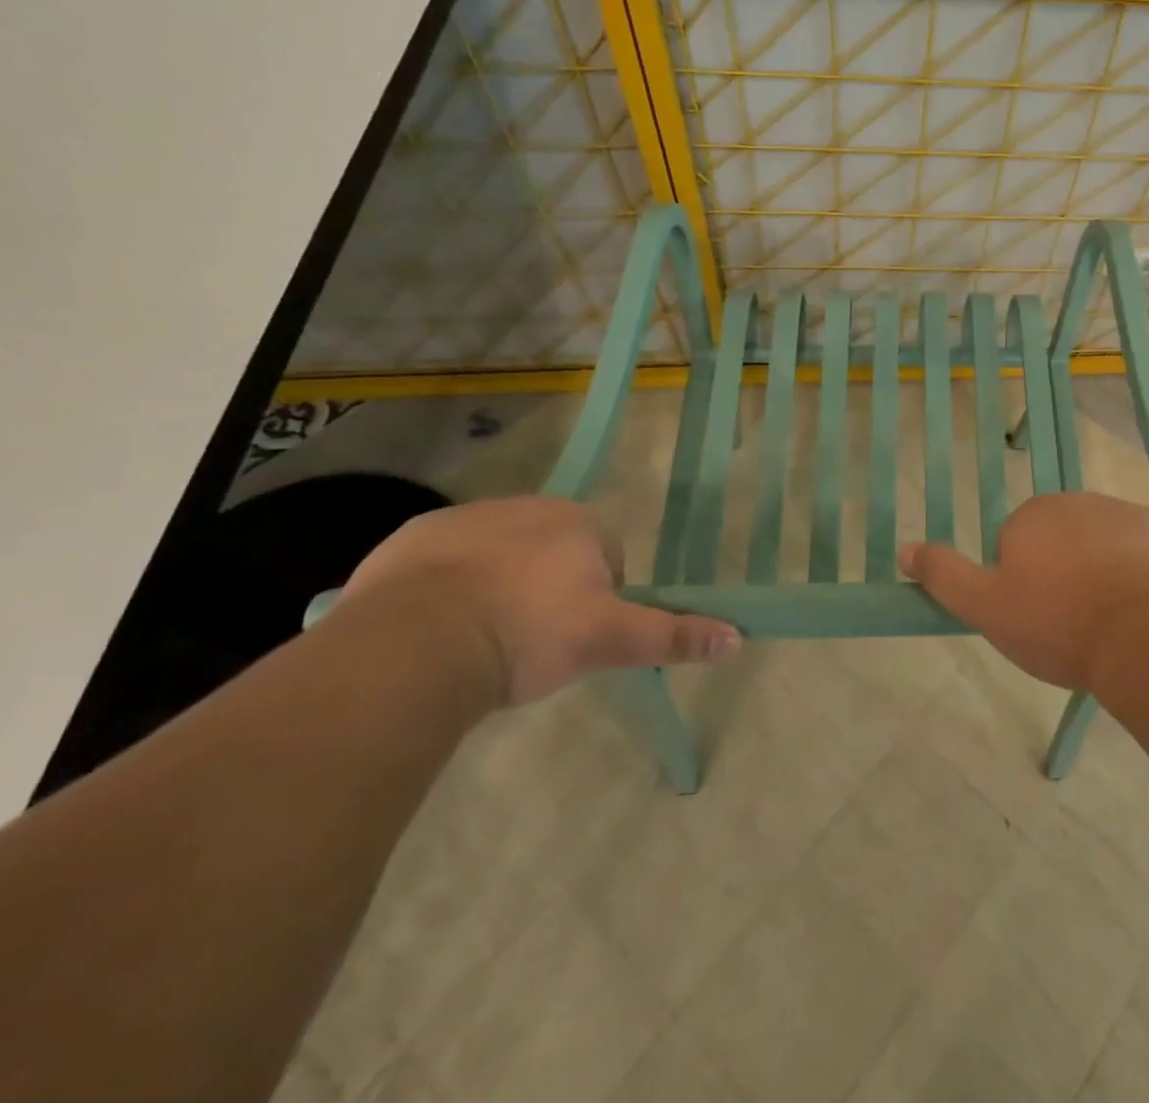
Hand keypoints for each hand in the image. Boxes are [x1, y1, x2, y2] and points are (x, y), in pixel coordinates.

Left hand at [338, 495, 739, 705]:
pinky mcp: (411, 538)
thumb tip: (737, 636)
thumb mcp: (609, 641)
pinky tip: (438, 628)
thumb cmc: (530, 634)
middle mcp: (526, 506)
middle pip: (552, 551)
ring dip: (498, 586)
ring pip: (499, 554)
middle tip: (532, 642)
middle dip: (548, 588)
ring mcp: (464, 518)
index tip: (576, 636)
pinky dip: (447, 588)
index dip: (598, 598)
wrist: (417, 643)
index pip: (606, 555)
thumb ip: (672, 635)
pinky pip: (443, 561)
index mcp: (578, 522)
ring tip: (483, 640)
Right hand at [900, 492, 1148, 689]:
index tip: (1036, 617)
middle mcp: (1077, 501)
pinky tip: (1142, 609)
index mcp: (1033, 515)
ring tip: (1108, 620)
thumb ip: (944, 575)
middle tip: (1070, 621)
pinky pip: (1142, 551)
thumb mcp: (986, 608)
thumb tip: (904, 547)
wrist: (1146, 637)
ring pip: (1101, 544)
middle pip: (1060, 540)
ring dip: (1100, 571)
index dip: (1021, 584)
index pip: (1015, 545)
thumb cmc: (1058, 624)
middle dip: (1061, 571)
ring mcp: (1126, 513)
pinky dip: (1139, 572)